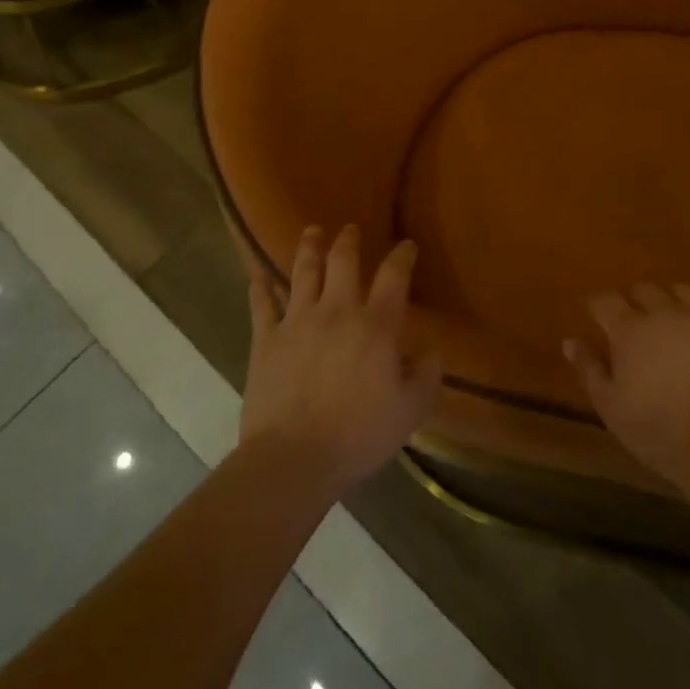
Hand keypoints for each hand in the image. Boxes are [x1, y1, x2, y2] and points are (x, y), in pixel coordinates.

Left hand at [241, 224, 441, 496]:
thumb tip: (431, 350)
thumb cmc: (358, 435)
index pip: (394, 276)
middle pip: (343, 260)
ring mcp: (297, 321)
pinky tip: (258, 276)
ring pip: (303, 271)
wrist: (293, 459)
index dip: (402, 256)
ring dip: (309, 247)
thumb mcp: (410, 411)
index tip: (406, 245)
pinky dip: (260, 287)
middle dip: (348, 240)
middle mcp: (337, 310)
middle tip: (350, 229)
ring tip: (311, 232)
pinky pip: (262, 304)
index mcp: (375, 325)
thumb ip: (427, 375)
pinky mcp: (266, 339)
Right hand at [564, 284, 689, 485]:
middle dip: (635, 301)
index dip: (599, 306)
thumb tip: (571, 341)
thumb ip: (589, 369)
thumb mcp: (610, 406)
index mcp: (630, 329)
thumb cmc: (656, 430)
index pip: (606, 300)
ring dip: (671, 302)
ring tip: (670, 323)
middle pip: (645, 290)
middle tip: (634, 324)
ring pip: (682, 292)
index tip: (597, 317)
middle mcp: (665, 313)